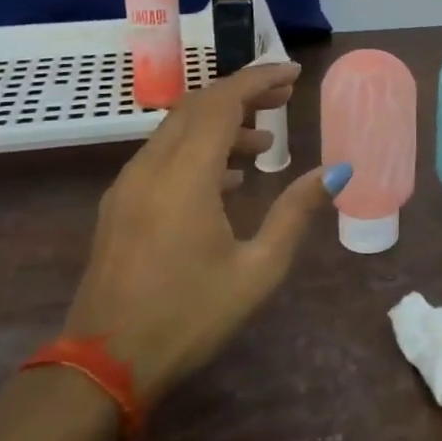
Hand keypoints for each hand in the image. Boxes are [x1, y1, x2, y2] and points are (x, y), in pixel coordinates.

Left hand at [63, 62, 345, 404]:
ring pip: (177, 130)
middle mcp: (151, 168)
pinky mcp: (119, 206)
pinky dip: (198, 150)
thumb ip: (295, 212)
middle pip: (197, 107)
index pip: (222, 103)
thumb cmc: (189, 317)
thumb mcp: (258, 270)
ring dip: (220, 124)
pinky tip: (227, 179)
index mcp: (185, 177)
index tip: (294, 73)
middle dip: (242, 94)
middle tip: (285, 99)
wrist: (104, 367)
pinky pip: (162, 156)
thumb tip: (336, 171)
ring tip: (264, 142)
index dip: (259, 80)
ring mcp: (128, 186)